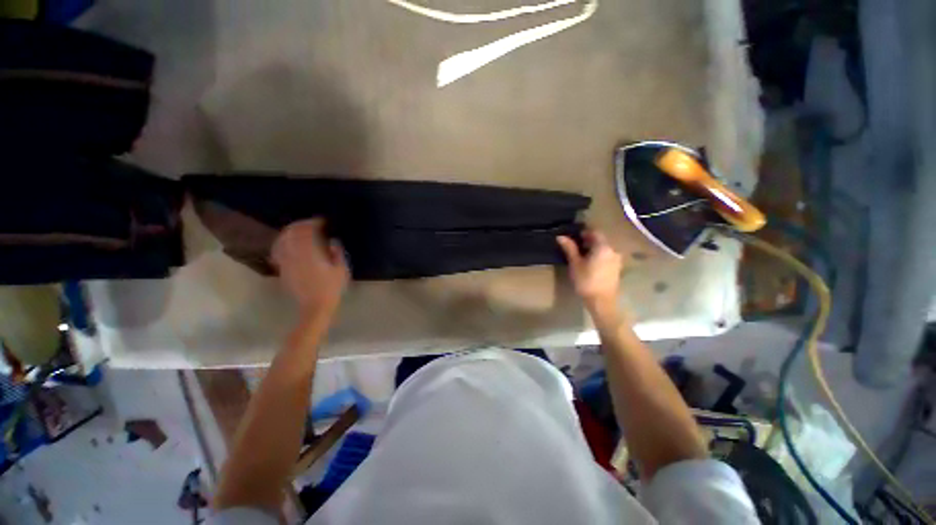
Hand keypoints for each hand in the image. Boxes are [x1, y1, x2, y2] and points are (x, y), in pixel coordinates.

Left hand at [272, 219, 348, 315]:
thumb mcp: (341, 270)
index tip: (323, 221)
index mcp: (311, 253)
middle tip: (312, 223)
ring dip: (291, 231)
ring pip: (283, 239)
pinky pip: (278, 249)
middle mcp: (295, 254)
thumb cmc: (332, 288)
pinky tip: (289, 243)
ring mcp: (286, 260)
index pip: (308, 230)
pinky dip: (283, 242)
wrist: (315, 306)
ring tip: (300, 230)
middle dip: (302, 224)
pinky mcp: (282, 268)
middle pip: (293, 232)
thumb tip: (332, 241)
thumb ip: (337, 253)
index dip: (314, 223)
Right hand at [557, 229, 623, 312]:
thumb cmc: (586, 281)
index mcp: (603, 247)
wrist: (602, 301)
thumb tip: (561, 236)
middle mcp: (613, 250)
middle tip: (575, 245)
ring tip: (581, 254)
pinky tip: (590, 262)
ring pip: (604, 248)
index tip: (573, 236)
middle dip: (588, 240)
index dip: (583, 232)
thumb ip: (569, 248)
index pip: (594, 232)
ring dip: (593, 248)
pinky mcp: (617, 267)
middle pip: (600, 240)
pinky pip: (607, 255)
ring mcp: (616, 259)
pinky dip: (599, 255)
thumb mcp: (575, 264)